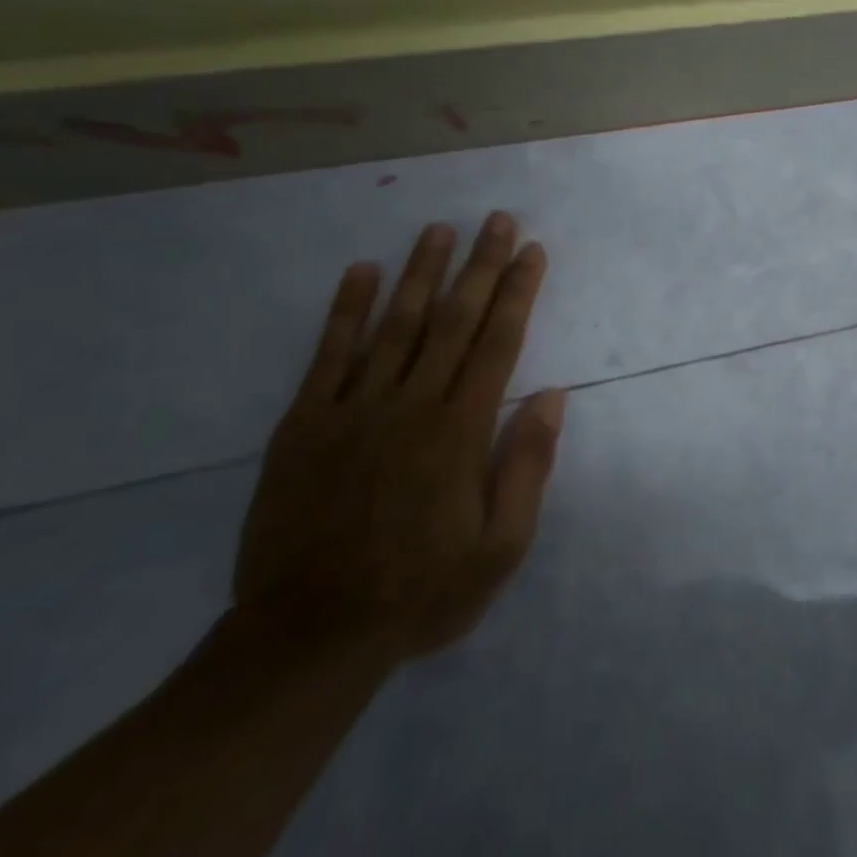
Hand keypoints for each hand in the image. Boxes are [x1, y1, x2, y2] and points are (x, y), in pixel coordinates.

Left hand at [232, 212, 563, 663]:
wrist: (308, 637)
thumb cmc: (419, 592)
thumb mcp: (499, 548)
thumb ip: (526, 466)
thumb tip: (552, 395)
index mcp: (459, 430)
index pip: (498, 343)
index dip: (517, 292)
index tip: (531, 251)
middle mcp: (410, 404)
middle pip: (453, 320)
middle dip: (480, 265)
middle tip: (496, 219)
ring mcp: (353, 409)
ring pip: (396, 324)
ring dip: (420, 271)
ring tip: (439, 229)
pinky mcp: (304, 424)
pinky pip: (328, 355)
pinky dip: (346, 310)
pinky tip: (362, 272)